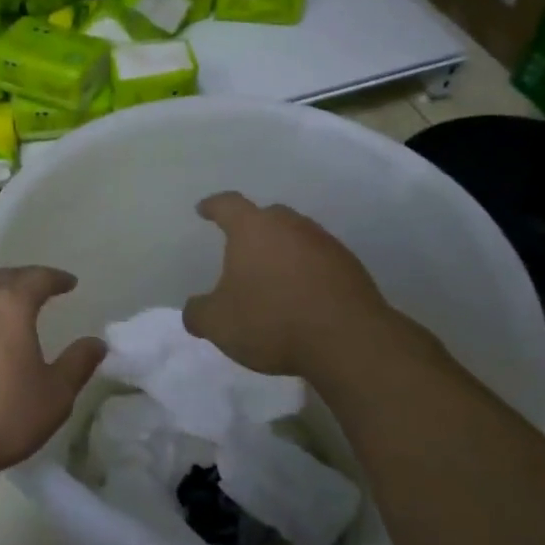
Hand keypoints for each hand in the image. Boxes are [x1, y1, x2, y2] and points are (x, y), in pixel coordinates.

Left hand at [0, 266, 105, 482]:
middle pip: (3, 278)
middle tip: (38, 288)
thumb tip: (96, 343)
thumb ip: (78, 363)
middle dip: (24, 280)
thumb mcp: (56, 395)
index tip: (69, 283)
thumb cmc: (2, 416)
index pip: (38, 278)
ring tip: (3, 306)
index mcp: (10, 305)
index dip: (56, 278)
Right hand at [182, 192, 390, 377]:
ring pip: (297, 236)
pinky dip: (307, 271)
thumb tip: (193, 309)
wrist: (347, 339)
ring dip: (284, 250)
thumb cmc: (271, 321)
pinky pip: (320, 260)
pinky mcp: (351, 266)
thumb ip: (199, 313)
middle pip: (268, 216)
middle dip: (253, 228)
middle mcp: (290, 225)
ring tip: (273, 275)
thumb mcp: (219, 324)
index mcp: (253, 229)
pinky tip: (302, 295)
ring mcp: (325, 243)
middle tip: (242, 247)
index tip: (204, 209)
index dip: (213, 206)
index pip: (228, 205)